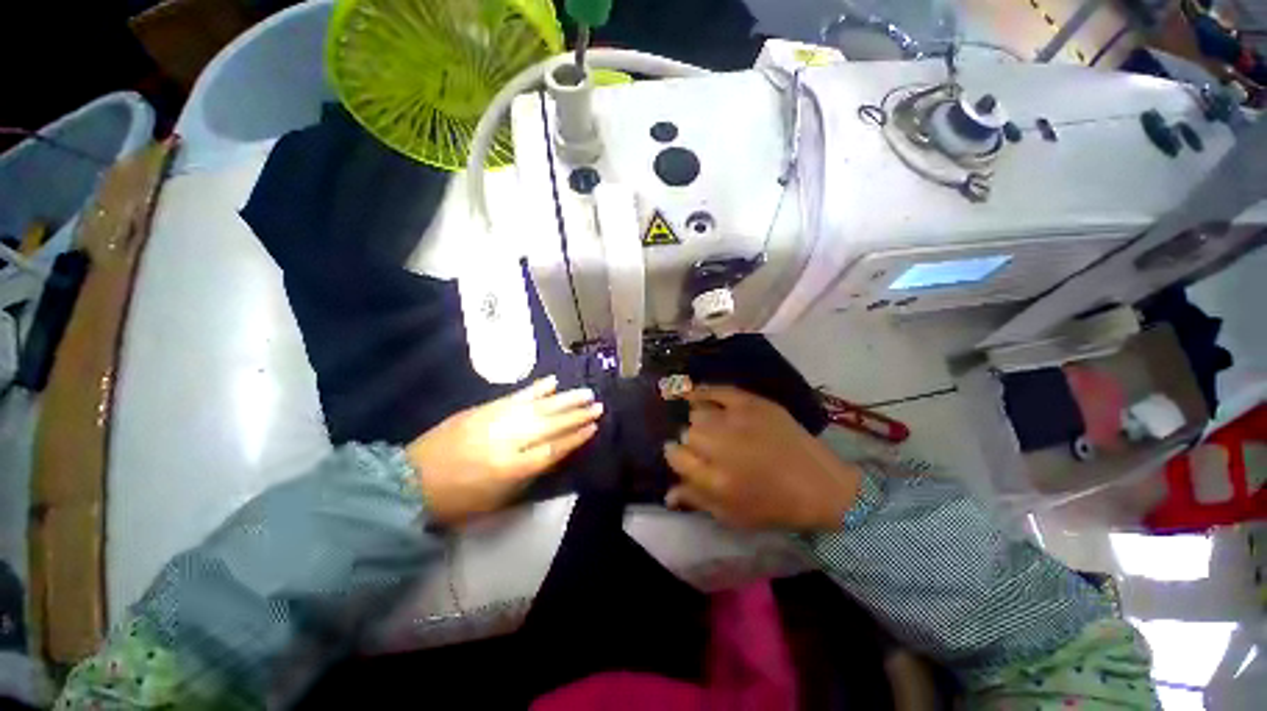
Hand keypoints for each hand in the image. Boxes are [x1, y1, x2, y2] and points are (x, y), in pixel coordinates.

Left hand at [406, 376, 602, 523]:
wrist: (410, 481)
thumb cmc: (457, 499)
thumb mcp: (496, 500)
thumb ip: (528, 475)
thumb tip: (552, 454)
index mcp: (510, 468)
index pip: (552, 449)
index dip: (575, 438)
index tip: (594, 427)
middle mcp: (507, 440)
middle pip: (550, 425)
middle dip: (577, 415)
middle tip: (598, 406)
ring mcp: (495, 420)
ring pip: (538, 407)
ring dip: (564, 399)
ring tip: (586, 392)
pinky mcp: (484, 409)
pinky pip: (515, 396)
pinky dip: (535, 389)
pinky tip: (552, 382)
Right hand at [664, 385, 859, 530]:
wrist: (821, 486)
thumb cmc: (775, 507)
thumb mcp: (733, 516)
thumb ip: (696, 501)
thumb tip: (667, 492)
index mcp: (715, 479)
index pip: (676, 456)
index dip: (676, 456)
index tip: (683, 456)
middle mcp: (722, 446)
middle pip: (688, 433)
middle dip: (693, 442)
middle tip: (706, 448)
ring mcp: (738, 421)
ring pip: (700, 413)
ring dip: (702, 422)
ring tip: (713, 428)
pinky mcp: (753, 403)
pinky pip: (718, 391)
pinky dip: (703, 391)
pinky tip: (694, 393)